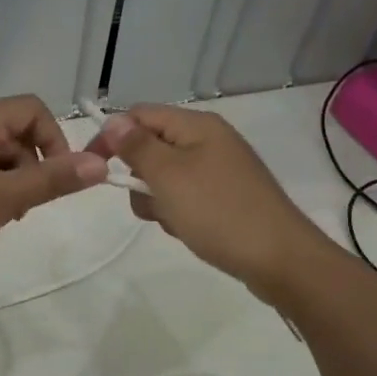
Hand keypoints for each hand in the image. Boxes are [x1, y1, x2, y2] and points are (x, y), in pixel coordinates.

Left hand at [0, 96, 107, 295]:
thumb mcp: (3, 202)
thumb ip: (52, 179)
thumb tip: (100, 162)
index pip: (31, 108)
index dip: (54, 140)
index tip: (57, 181)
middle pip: (11, 130)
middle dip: (31, 165)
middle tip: (24, 209)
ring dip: (9, 180)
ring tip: (1, 219)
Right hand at [86, 105, 325, 300]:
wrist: (280, 260)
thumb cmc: (219, 212)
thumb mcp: (169, 177)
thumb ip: (137, 146)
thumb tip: (112, 120)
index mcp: (198, 126)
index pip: (140, 115)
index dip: (113, 136)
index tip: (96, 168)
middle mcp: (210, 141)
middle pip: (152, 147)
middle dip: (140, 176)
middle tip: (150, 201)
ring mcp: (220, 170)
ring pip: (166, 177)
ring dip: (158, 200)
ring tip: (175, 221)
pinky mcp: (226, 198)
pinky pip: (187, 197)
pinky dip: (179, 213)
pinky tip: (189, 231)